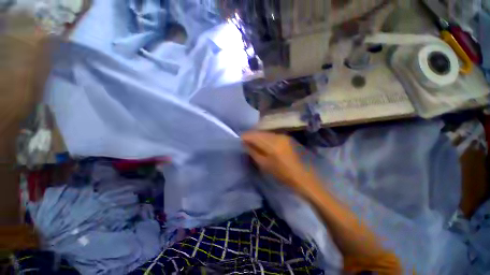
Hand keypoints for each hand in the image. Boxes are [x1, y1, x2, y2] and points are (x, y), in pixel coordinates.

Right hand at [242, 131, 319, 195]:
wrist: (305, 178)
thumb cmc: (284, 175)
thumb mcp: (265, 165)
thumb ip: (254, 152)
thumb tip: (245, 144)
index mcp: (272, 144)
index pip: (254, 135)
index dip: (245, 137)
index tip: (239, 140)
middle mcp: (278, 136)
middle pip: (260, 132)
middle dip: (251, 136)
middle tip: (245, 142)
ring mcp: (284, 136)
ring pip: (266, 133)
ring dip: (259, 137)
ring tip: (253, 143)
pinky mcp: (288, 138)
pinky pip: (273, 135)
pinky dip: (266, 138)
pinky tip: (264, 143)